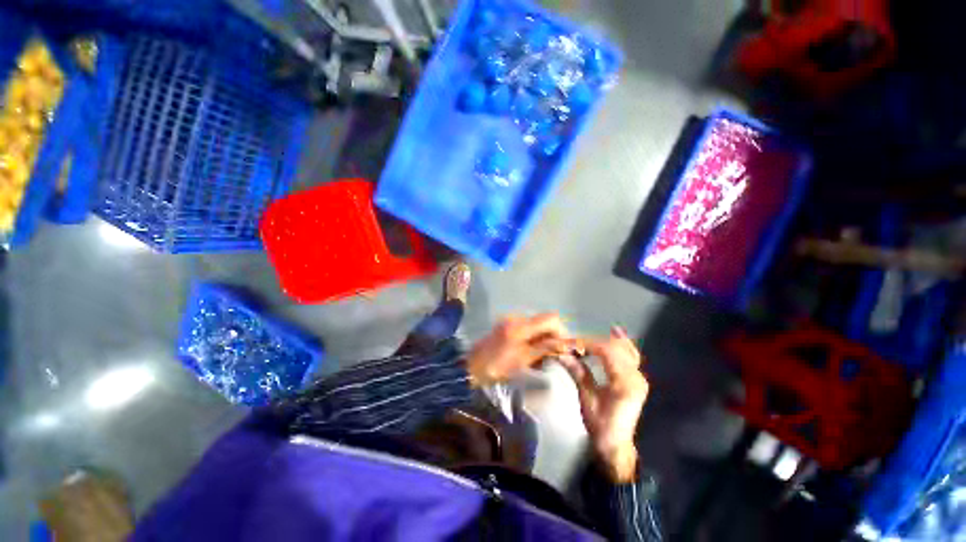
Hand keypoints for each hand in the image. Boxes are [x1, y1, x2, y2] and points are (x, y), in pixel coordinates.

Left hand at [466, 313, 574, 385]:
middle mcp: (517, 317)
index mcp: (521, 325)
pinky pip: (527, 328)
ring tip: (542, 355)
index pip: (551, 318)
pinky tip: (530, 351)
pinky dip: (533, 338)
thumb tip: (565, 343)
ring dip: (543, 337)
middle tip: (554, 354)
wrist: (471, 366)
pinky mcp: (506, 325)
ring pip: (536, 325)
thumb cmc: (497, 366)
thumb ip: (544, 348)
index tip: (564, 347)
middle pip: (544, 321)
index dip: (561, 331)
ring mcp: (510, 320)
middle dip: (552, 335)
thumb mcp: (523, 359)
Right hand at [558, 326, 648, 483]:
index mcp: (624, 383)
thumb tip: (561, 353)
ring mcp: (639, 378)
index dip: (587, 344)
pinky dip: (623, 344)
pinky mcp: (637, 380)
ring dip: (608, 340)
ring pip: (626, 350)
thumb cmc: (600, 425)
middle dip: (594, 342)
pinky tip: (617, 333)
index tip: (571, 343)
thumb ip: (578, 372)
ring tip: (594, 334)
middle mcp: (636, 377)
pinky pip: (631, 356)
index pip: (606, 352)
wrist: (616, 446)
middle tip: (575, 343)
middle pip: (616, 348)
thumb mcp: (586, 399)